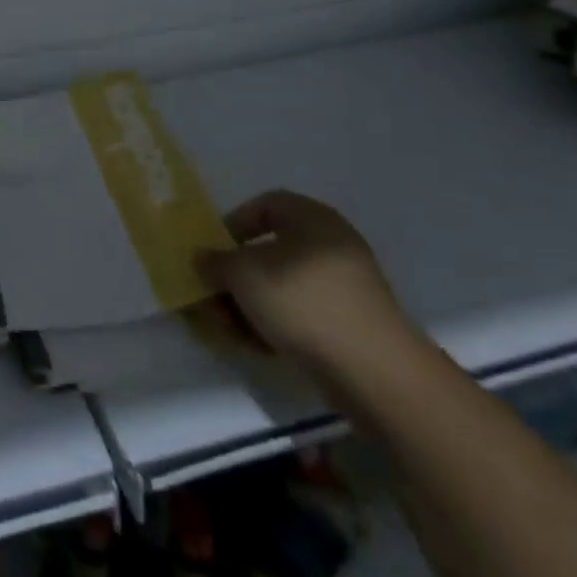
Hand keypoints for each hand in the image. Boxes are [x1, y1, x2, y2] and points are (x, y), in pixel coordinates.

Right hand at [195, 190, 418, 384]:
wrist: (373, 371)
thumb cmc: (302, 302)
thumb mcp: (243, 275)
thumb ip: (215, 262)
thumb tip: (203, 259)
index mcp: (313, 219)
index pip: (265, 205)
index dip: (234, 223)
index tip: (214, 250)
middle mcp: (331, 246)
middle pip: (270, 251)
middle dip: (236, 275)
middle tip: (214, 297)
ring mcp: (344, 287)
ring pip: (282, 286)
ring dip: (250, 304)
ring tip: (230, 329)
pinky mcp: (350, 324)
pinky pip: (302, 314)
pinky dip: (276, 324)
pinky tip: (257, 345)